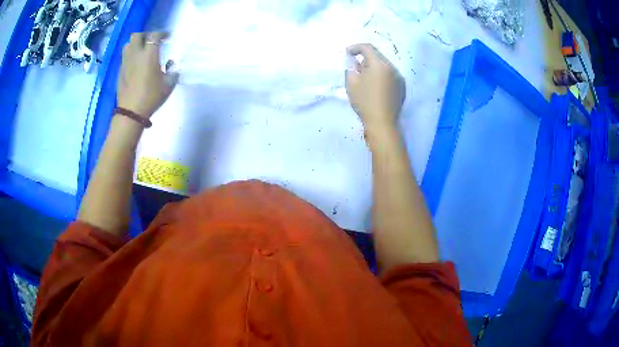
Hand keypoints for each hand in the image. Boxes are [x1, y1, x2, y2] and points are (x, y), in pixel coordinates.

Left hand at [117, 32, 178, 117]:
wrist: (131, 112)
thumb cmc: (151, 96)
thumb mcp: (169, 84)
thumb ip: (172, 70)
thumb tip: (170, 63)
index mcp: (149, 54)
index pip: (155, 35)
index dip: (162, 33)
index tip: (167, 37)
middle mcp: (136, 54)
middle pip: (137, 35)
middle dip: (145, 35)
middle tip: (151, 42)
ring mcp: (125, 63)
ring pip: (128, 45)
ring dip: (135, 44)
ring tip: (141, 51)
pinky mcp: (120, 72)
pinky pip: (124, 57)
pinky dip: (130, 56)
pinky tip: (135, 64)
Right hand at [345, 43, 404, 132]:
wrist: (383, 123)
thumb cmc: (364, 102)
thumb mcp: (351, 83)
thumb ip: (351, 68)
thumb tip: (354, 62)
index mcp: (379, 64)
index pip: (367, 47)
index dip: (356, 47)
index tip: (347, 53)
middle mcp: (392, 67)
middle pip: (377, 55)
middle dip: (365, 58)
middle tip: (355, 67)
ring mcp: (399, 77)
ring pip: (384, 65)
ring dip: (373, 67)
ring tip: (364, 77)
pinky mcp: (401, 87)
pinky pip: (389, 74)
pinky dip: (381, 75)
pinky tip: (375, 86)